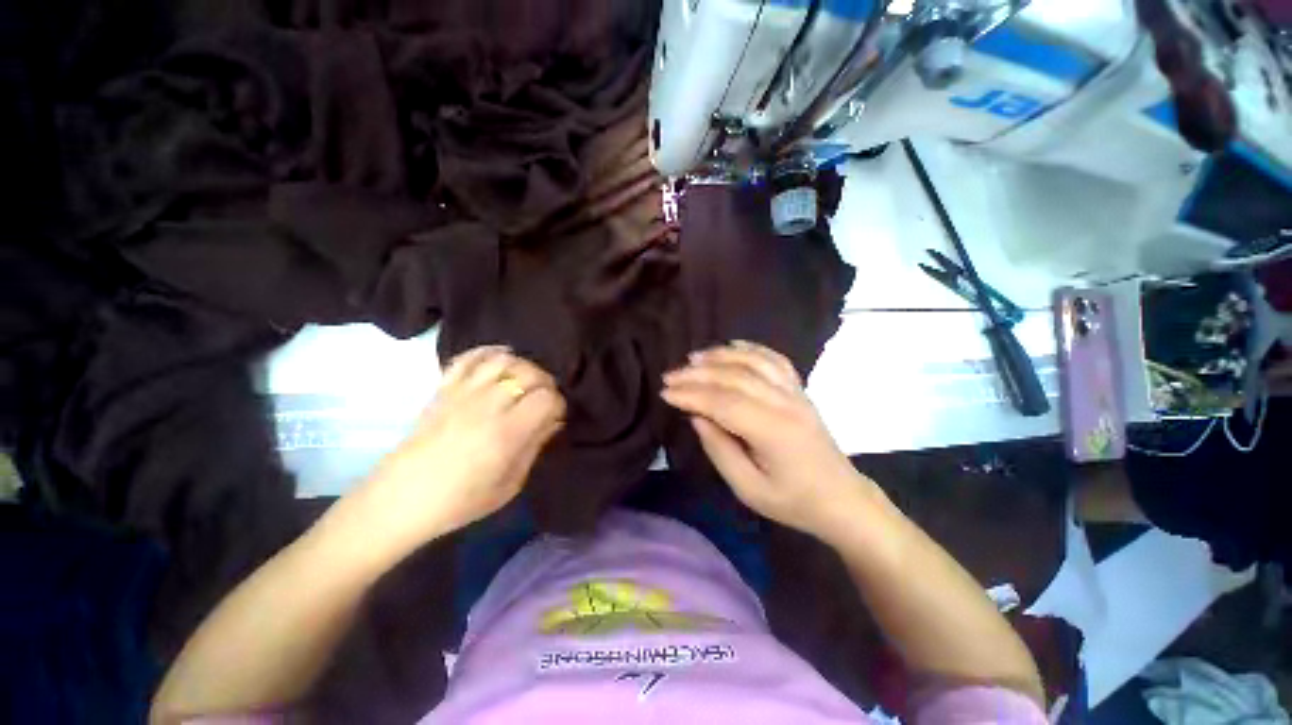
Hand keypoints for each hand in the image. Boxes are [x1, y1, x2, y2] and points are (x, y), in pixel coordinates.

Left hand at [354, 346, 565, 548]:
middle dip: (546, 383)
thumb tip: (553, 421)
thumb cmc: (459, 501)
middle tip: (544, 399)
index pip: (547, 398)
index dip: (558, 404)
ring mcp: (462, 393)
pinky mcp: (443, 389)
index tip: (555, 417)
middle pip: (530, 373)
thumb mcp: (508, 485)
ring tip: (525, 381)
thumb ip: (534, 447)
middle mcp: (487, 405)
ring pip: (503, 361)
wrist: (399, 500)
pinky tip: (502, 357)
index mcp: (506, 433)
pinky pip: (468, 358)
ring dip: (523, 367)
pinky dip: (488, 352)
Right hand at [661, 341, 876, 542]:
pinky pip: (774, 360)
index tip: (666, 393)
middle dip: (698, 374)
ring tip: (693, 357)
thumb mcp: (748, 488)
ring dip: (720, 356)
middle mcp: (785, 403)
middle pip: (735, 377)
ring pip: (753, 362)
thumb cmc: (793, 501)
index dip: (691, 395)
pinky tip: (732, 346)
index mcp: (773, 431)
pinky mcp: (799, 390)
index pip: (723, 402)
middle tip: (670, 376)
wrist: (842, 498)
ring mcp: (795, 393)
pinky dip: (751, 349)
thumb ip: (719, 450)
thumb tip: (697, 416)